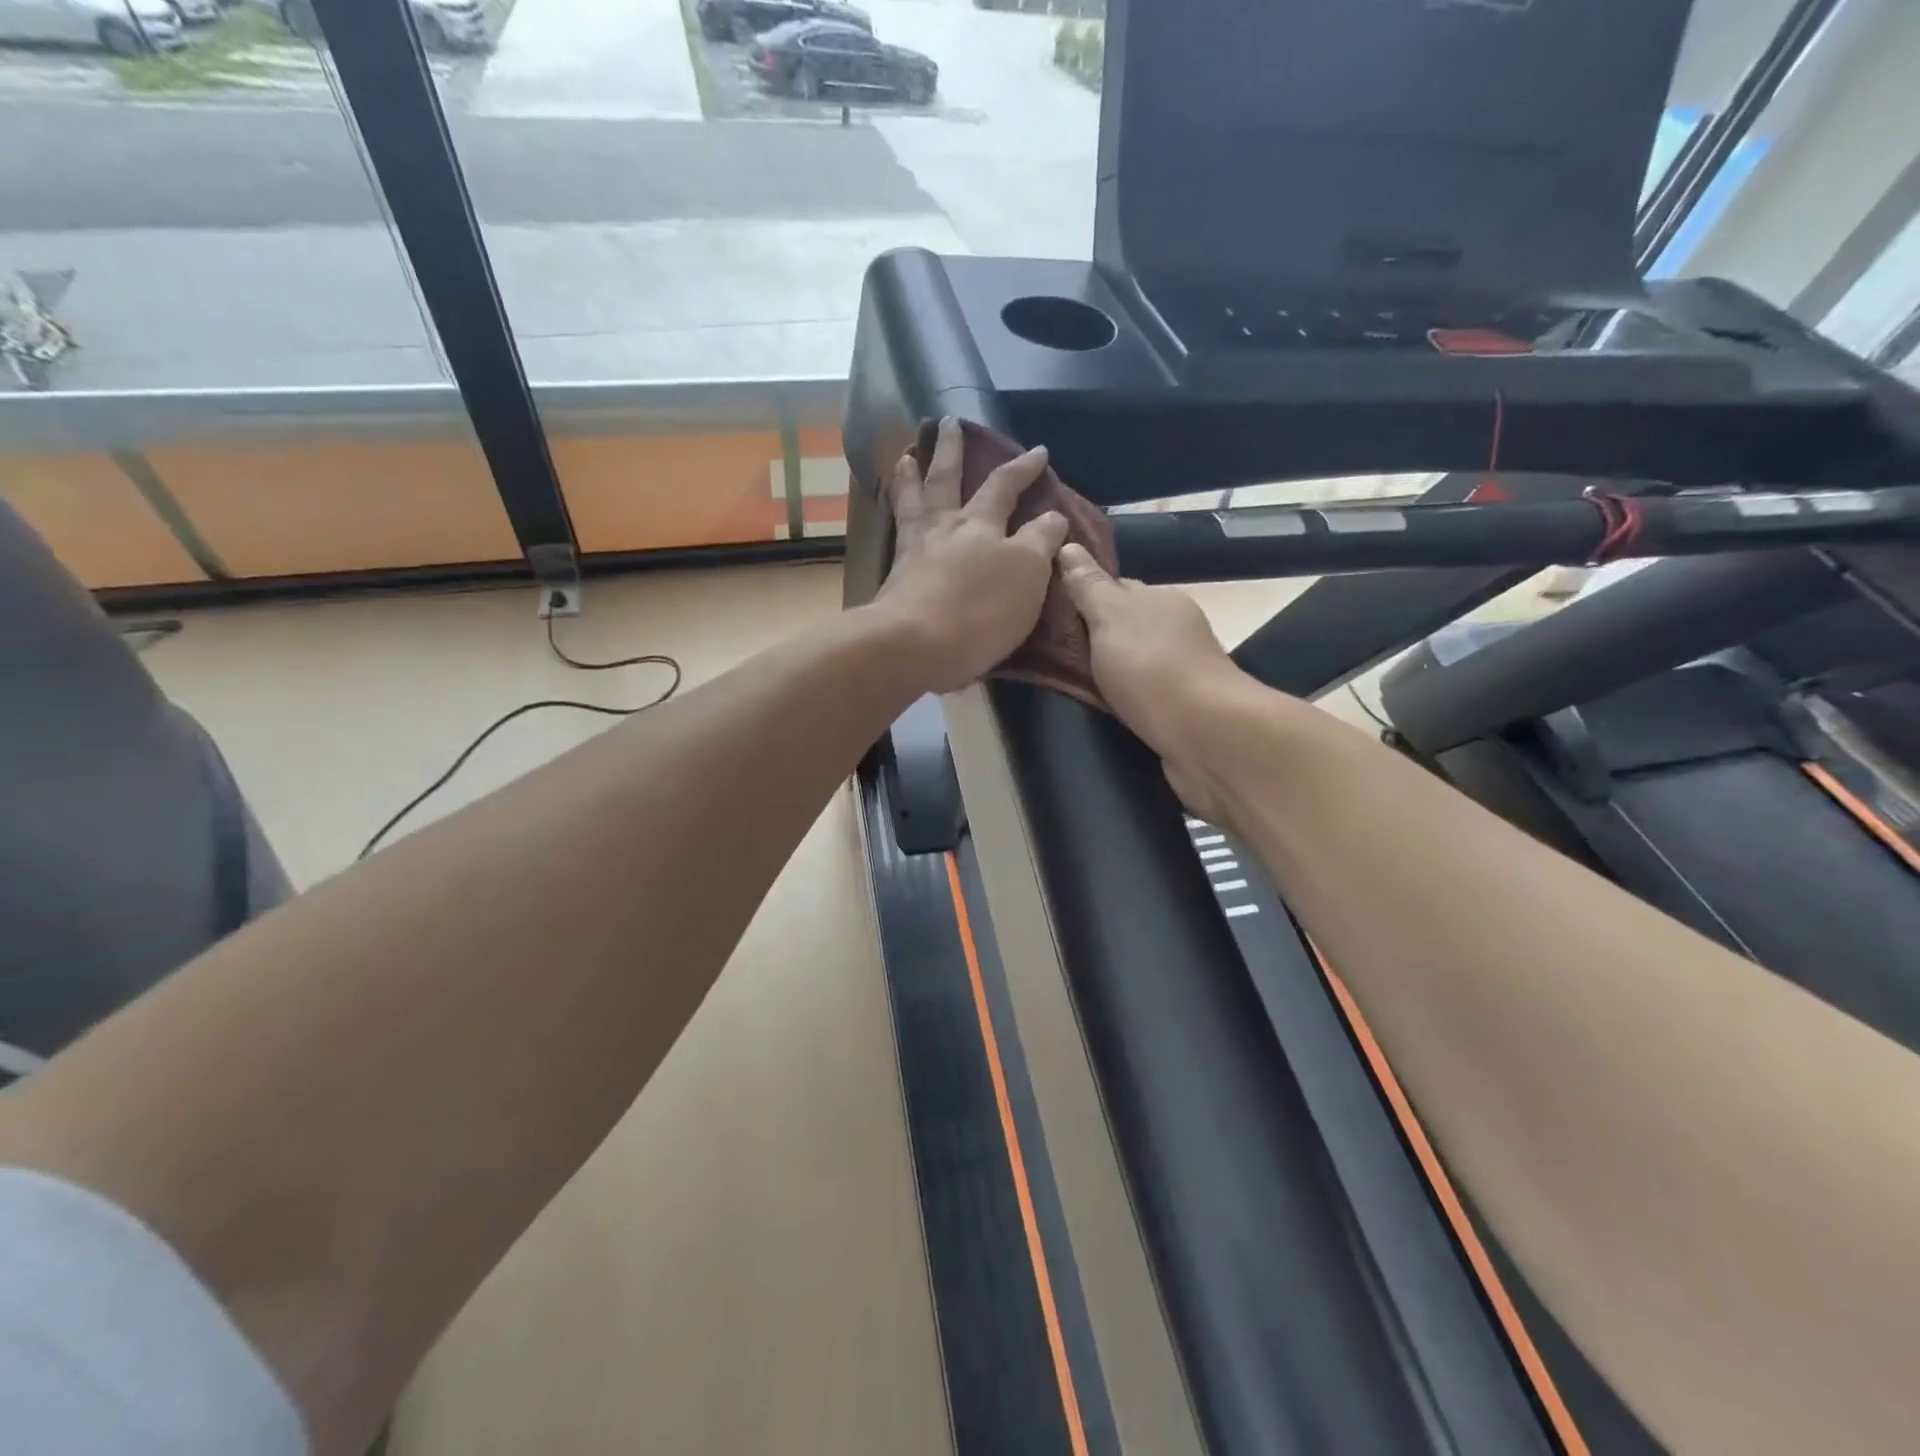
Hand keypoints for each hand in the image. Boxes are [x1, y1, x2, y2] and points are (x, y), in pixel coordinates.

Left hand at [876, 417, 1068, 693]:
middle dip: (950, 450)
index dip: (1023, 468)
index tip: (1038, 451)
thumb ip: (1040, 541)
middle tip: (947, 423)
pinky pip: (897, 531)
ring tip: (906, 456)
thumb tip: (1052, 515)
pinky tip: (898, 514)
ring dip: (911, 476)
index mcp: (980, 524)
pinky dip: (896, 512)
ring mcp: (914, 550)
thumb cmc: (980, 610)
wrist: (914, 644)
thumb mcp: (1027, 573)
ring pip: (913, 501)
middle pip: (946, 479)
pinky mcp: (894, 578)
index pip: (1004, 486)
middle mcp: (944, 528)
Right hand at [1058, 543, 1249, 820]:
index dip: (1085, 596)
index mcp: (1161, 600)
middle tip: (1047, 650)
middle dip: (1094, 635)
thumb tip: (1069, 546)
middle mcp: (1175, 631)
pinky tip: (1099, 709)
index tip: (1050, 611)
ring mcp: (1180, 672)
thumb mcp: (1111, 617)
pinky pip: (1140, 696)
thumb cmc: (1152, 667)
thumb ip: (1089, 586)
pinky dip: (1121, 700)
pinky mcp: (1179, 710)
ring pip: (1132, 663)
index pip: (1117, 588)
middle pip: (1125, 626)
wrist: (1204, 735)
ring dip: (1108, 671)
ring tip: (1064, 683)